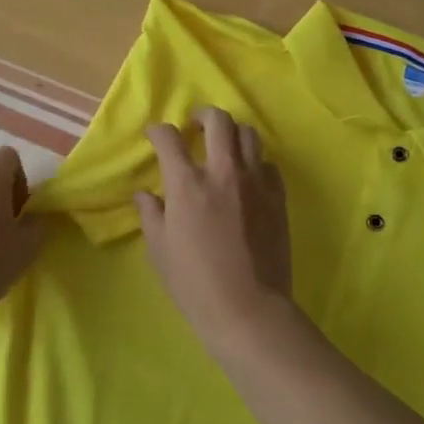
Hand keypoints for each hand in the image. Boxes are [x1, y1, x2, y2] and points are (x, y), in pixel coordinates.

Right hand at [135, 107, 294, 347]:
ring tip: (223, 145)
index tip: (155, 136)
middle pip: (217, 120)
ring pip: (248, 134)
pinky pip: (267, 163)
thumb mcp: (159, 250)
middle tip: (194, 126)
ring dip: (232, 133)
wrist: (248, 308)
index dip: (158, 131)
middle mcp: (222, 171)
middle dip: (202, 115)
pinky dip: (254, 161)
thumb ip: (150, 214)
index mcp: (187, 183)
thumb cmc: (195, 282)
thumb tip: (145, 194)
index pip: (169, 138)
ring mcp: (255, 181)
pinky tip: (247, 175)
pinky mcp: (278, 196)